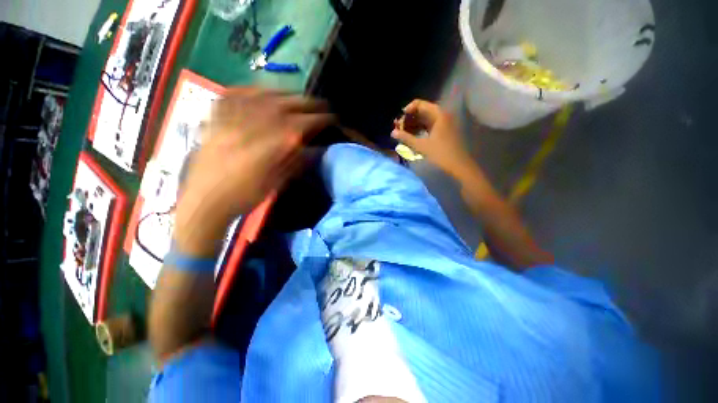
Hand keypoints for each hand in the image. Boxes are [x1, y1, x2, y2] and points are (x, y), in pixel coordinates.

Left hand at [174, 88, 333, 254]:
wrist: (205, 200)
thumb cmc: (246, 195)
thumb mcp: (278, 182)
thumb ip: (297, 161)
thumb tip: (314, 148)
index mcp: (273, 143)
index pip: (304, 123)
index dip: (320, 118)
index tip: (332, 118)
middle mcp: (255, 124)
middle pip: (287, 104)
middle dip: (308, 103)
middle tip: (320, 105)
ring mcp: (233, 117)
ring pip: (264, 95)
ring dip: (285, 94)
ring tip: (297, 97)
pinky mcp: (216, 117)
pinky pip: (236, 94)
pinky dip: (253, 90)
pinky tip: (262, 92)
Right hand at [391, 100, 471, 176]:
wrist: (458, 166)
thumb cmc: (440, 154)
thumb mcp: (421, 146)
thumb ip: (406, 138)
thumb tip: (393, 132)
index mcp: (438, 115)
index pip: (420, 104)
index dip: (408, 110)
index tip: (399, 119)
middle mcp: (442, 115)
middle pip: (422, 111)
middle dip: (409, 119)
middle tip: (398, 127)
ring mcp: (444, 123)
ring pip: (425, 119)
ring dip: (413, 125)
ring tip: (402, 132)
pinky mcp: (443, 131)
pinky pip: (429, 126)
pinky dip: (420, 129)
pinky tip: (412, 136)